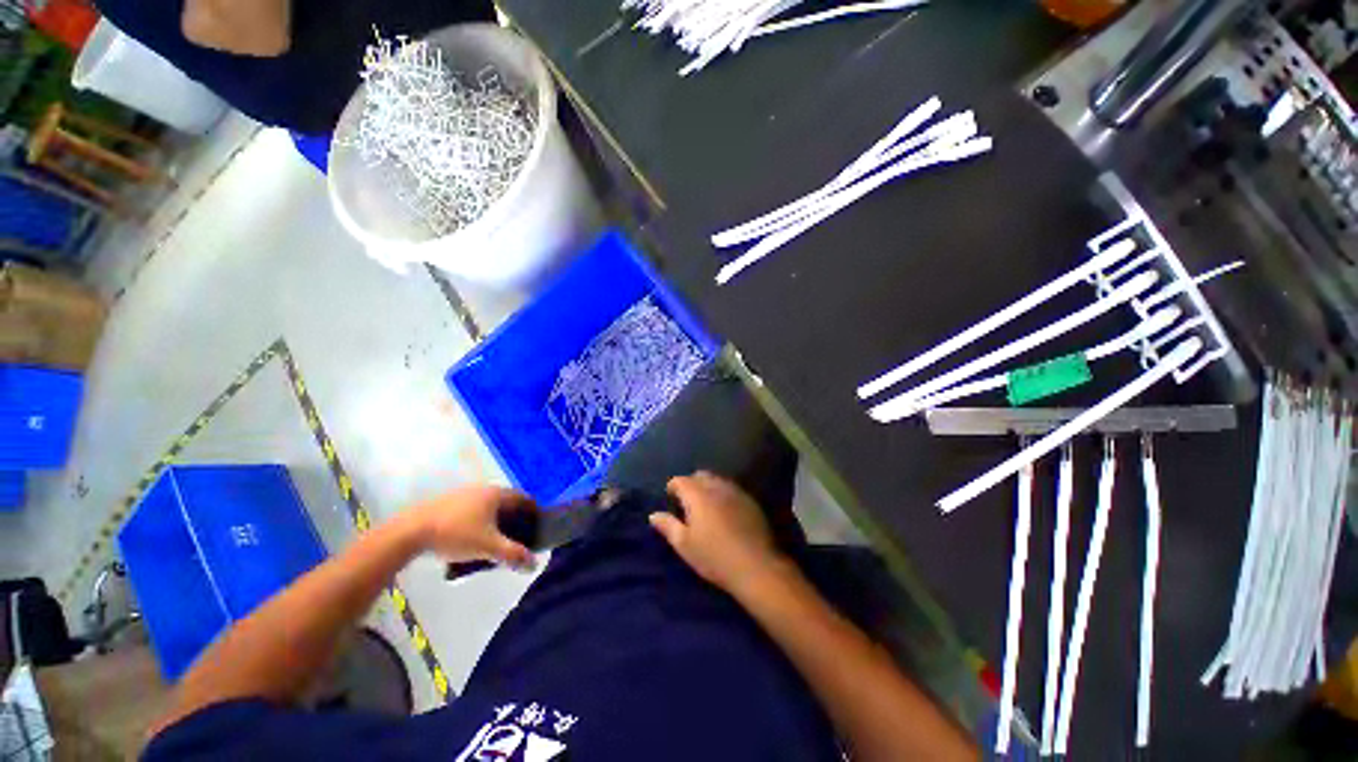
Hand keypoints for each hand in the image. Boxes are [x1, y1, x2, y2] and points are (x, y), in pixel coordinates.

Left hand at [403, 486, 536, 569]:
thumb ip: (512, 554)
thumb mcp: (487, 547)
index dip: (533, 511)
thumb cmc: (455, 534)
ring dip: (495, 520)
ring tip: (493, 540)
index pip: (524, 498)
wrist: (409, 531)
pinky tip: (470, 537)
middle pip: (507, 502)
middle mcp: (483, 489)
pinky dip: (478, 521)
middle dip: (514, 518)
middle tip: (516, 537)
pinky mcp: (447, 502)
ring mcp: (463, 494)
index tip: (536, 527)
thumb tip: (534, 564)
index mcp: (497, 494)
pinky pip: (472, 510)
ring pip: (488, 506)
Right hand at [649, 471, 789, 595]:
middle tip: (687, 503)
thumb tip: (653, 515)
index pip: (680, 480)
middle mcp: (717, 486)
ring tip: (706, 507)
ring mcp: (736, 491)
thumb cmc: (714, 556)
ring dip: (708, 487)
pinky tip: (725, 512)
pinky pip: (732, 489)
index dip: (673, 487)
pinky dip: (724, 494)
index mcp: (698, 494)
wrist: (756, 566)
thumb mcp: (684, 545)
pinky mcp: (750, 501)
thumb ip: (668, 526)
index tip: (670, 500)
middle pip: (700, 476)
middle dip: (691, 484)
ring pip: (718, 480)